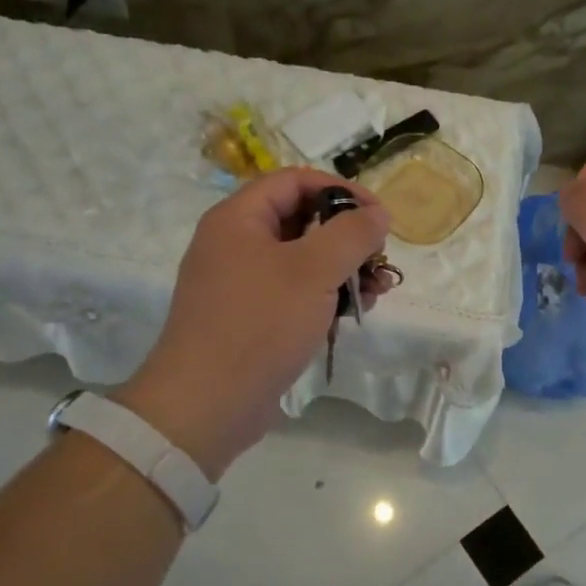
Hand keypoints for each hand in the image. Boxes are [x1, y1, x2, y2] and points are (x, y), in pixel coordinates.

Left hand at [115, 168, 391, 478]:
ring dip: (343, 270)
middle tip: (380, 257)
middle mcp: (234, 244)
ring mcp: (240, 284)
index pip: (294, 181)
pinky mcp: (250, 319)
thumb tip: (377, 214)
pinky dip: (324, 297)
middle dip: (347, 237)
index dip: (340, 190)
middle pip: (301, 220)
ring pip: (301, 260)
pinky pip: (293, 293)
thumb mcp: (313, 271)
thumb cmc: (259, 324)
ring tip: (377, 291)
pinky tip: (352, 314)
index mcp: (238, 219)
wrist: (206, 403)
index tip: (378, 216)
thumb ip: (351, 234)